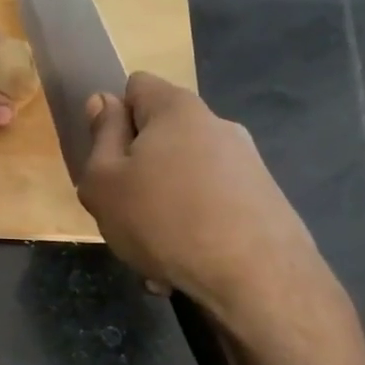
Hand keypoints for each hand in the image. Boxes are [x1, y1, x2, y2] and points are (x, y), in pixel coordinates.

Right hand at [78, 73, 335, 326]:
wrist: (256, 278)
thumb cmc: (163, 219)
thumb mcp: (104, 181)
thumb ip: (100, 136)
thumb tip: (104, 100)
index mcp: (177, 109)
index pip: (136, 86)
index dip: (114, 117)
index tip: (106, 158)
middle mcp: (217, 125)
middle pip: (160, 137)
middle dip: (137, 172)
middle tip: (121, 213)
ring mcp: (246, 164)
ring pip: (183, 179)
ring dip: (161, 210)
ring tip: (151, 255)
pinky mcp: (264, 200)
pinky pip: (210, 207)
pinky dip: (190, 230)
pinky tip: (181, 268)